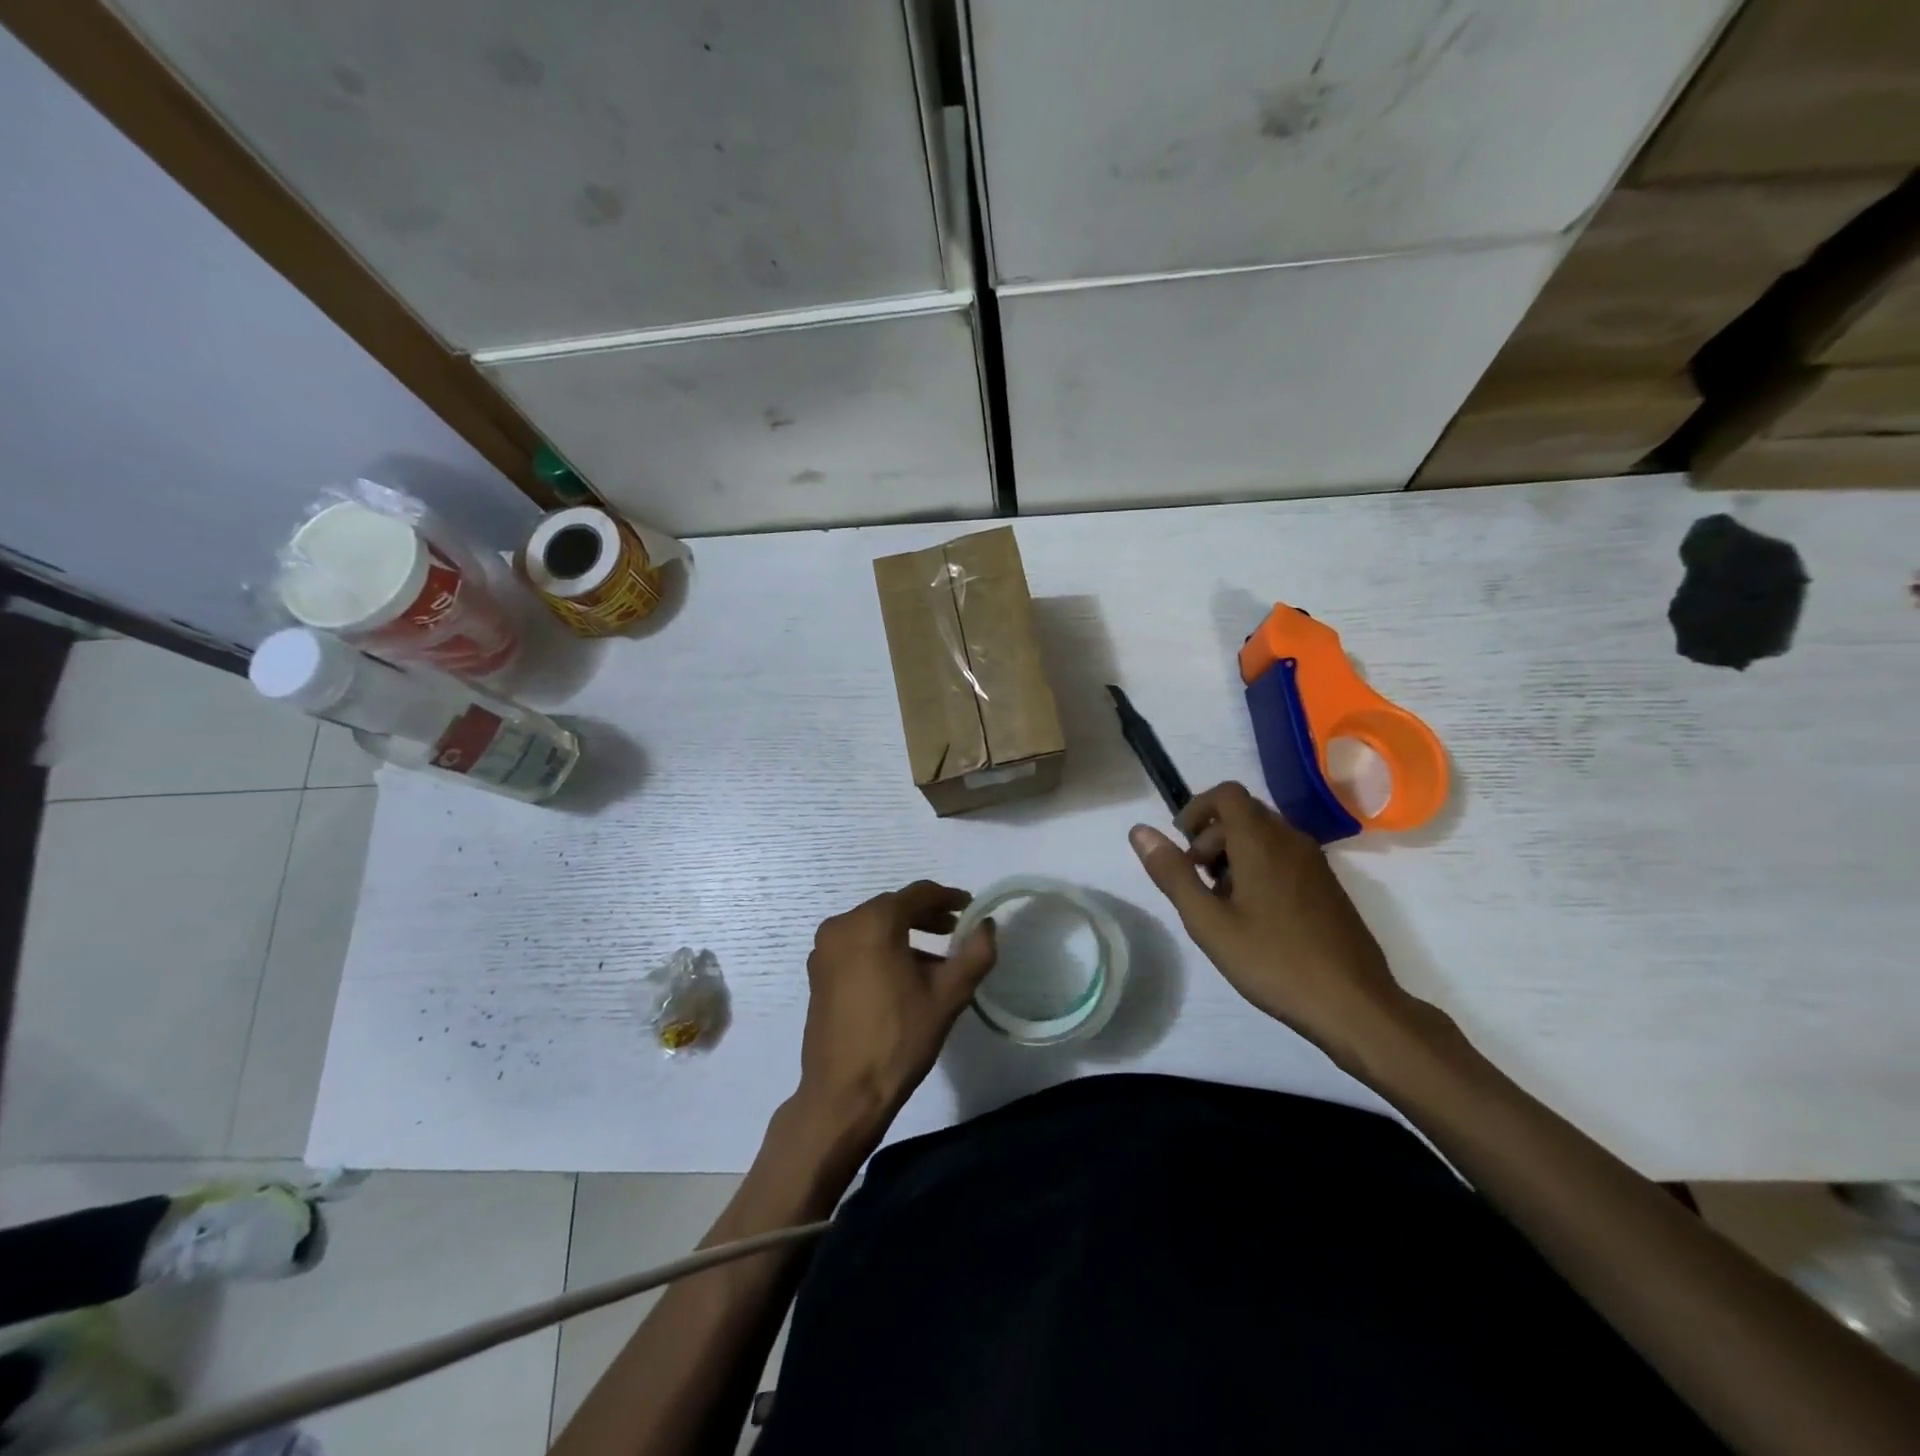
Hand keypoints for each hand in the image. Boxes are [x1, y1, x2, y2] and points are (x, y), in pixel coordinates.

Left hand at [793, 881, 997, 1143]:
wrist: (843, 1094)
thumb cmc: (899, 1039)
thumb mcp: (948, 996)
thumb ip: (975, 954)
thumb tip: (986, 925)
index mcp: (873, 922)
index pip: (919, 893)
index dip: (948, 898)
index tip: (970, 908)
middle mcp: (843, 924)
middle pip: (893, 907)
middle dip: (926, 916)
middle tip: (955, 931)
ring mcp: (825, 949)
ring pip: (873, 926)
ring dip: (905, 934)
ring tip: (935, 961)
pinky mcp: (818, 972)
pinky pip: (856, 945)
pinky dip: (881, 949)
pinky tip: (902, 976)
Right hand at [1129, 782, 1414, 1066]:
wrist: (1355, 1005)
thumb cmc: (1274, 961)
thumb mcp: (1208, 922)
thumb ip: (1172, 874)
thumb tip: (1139, 831)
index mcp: (1262, 841)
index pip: (1226, 794)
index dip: (1196, 810)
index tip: (1181, 847)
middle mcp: (1292, 840)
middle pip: (1243, 814)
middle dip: (1211, 838)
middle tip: (1197, 883)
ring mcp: (1315, 863)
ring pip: (1264, 836)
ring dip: (1234, 855)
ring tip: (1222, 904)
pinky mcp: (1328, 886)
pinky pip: (1284, 857)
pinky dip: (1259, 868)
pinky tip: (1255, 917)